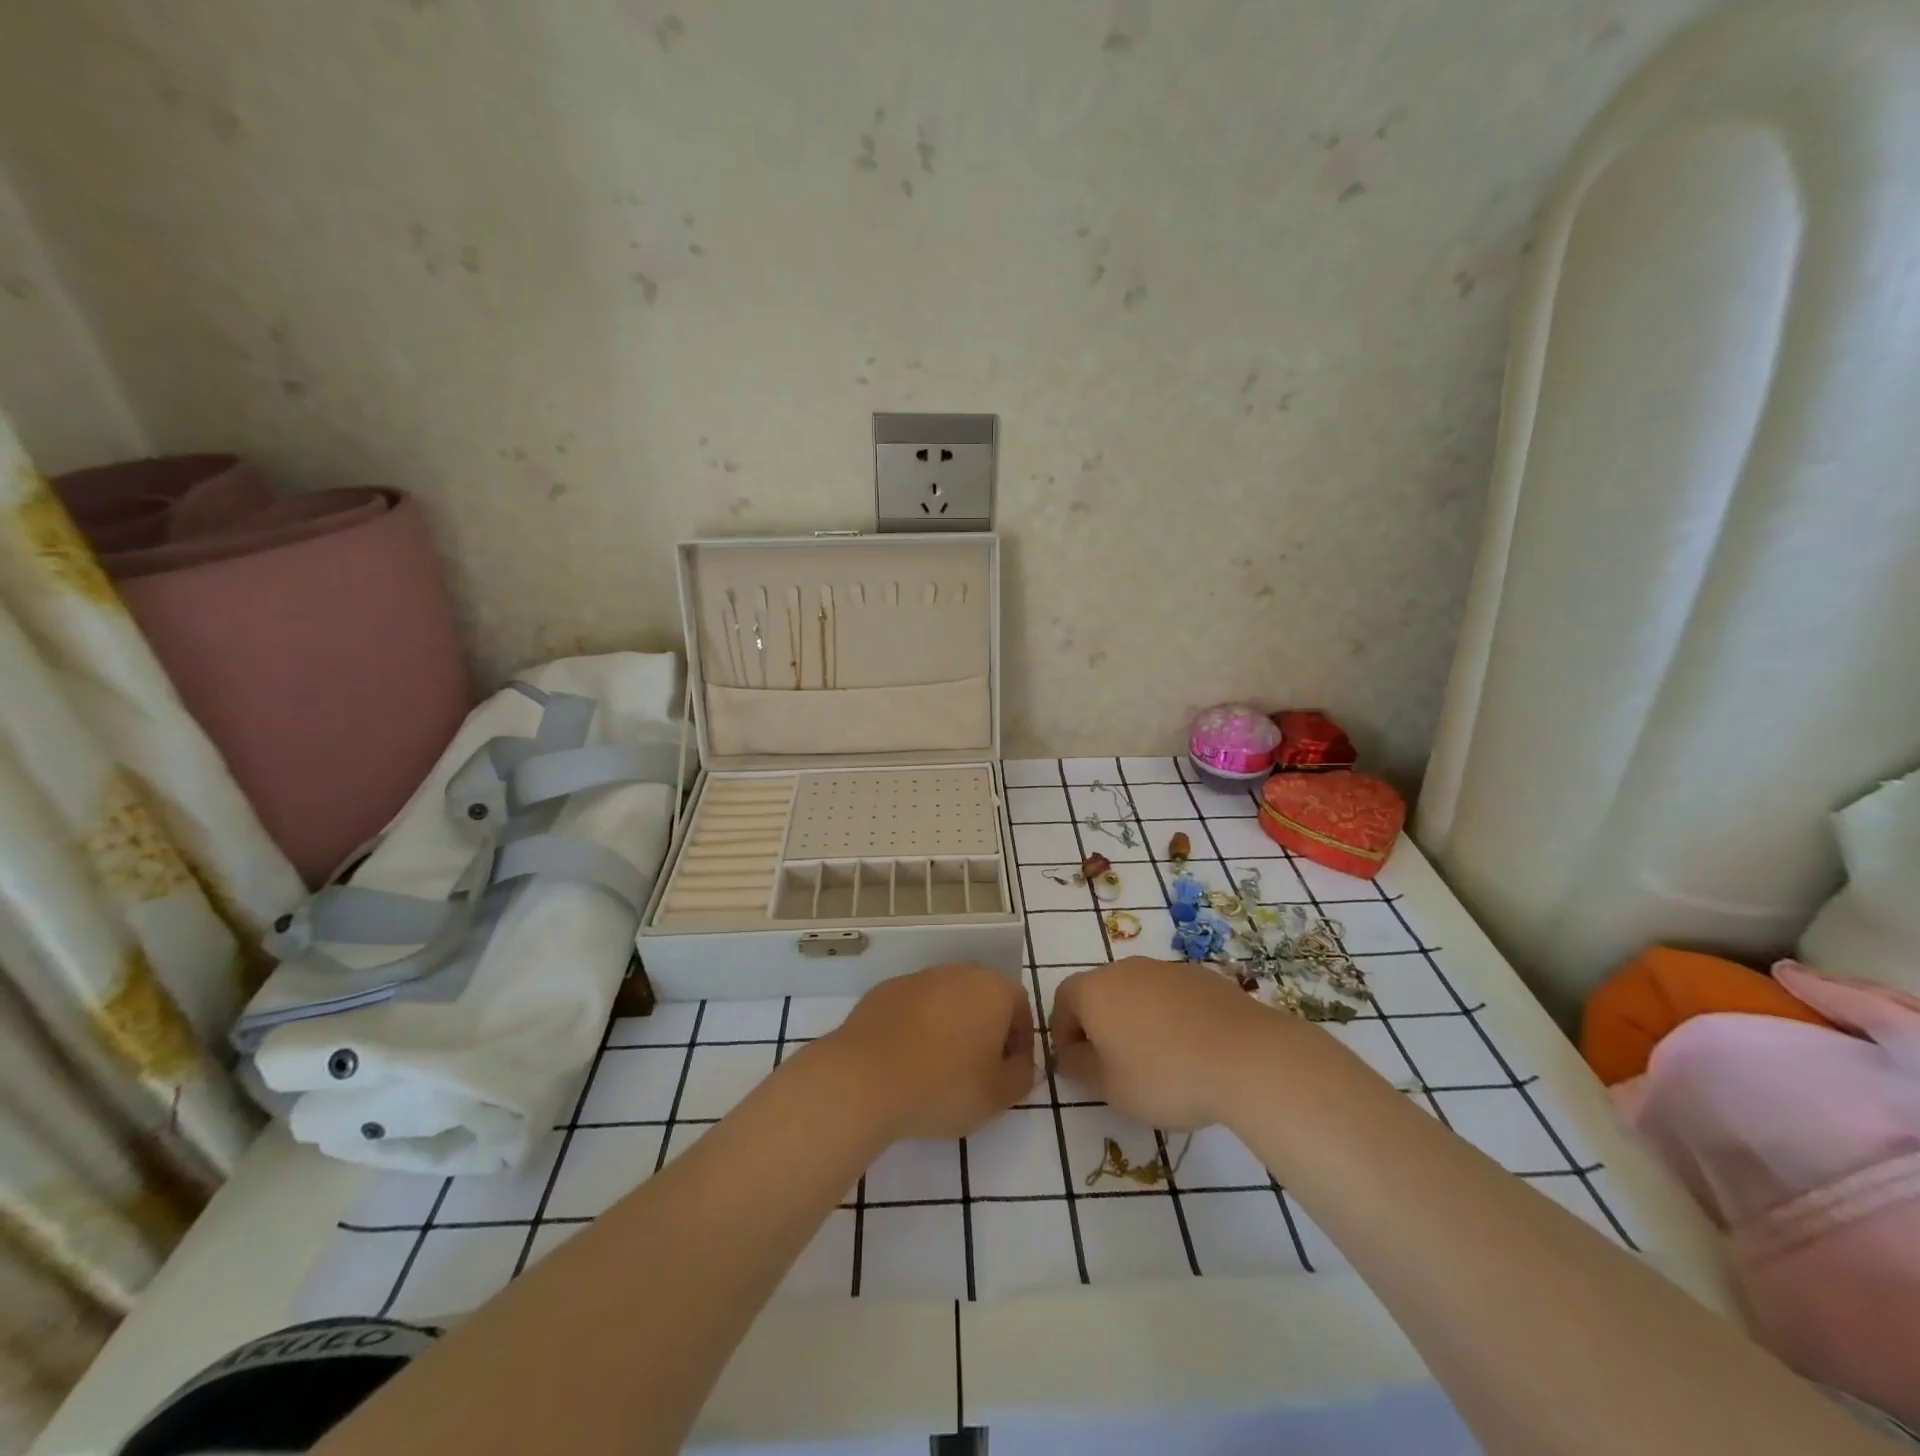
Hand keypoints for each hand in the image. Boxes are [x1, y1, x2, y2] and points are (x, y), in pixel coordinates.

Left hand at [827, 963, 1035, 1138]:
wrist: (866, 1078)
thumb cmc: (944, 1086)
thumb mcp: (999, 1096)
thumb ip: (1022, 1076)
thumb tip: (1020, 1063)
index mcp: (992, 989)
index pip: (1020, 1006)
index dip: (1020, 1040)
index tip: (1009, 1071)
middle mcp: (957, 972)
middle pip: (982, 997)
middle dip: (986, 1028)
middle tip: (977, 1069)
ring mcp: (917, 978)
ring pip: (946, 999)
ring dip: (950, 1026)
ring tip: (938, 1067)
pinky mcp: (884, 990)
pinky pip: (912, 1007)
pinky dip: (916, 1027)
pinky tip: (906, 1060)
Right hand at [1051, 958, 1289, 1128]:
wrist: (1246, 1057)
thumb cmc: (1164, 1075)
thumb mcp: (1108, 1087)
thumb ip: (1078, 1068)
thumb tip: (1071, 1054)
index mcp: (1095, 989)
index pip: (1063, 1000)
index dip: (1063, 1033)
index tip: (1077, 1066)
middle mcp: (1127, 969)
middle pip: (1101, 992)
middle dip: (1100, 1026)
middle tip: (1114, 1067)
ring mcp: (1168, 969)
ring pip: (1138, 993)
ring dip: (1137, 1021)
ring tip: (1157, 1062)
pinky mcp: (1204, 977)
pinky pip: (1173, 997)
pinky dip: (1171, 1019)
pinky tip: (1191, 1051)